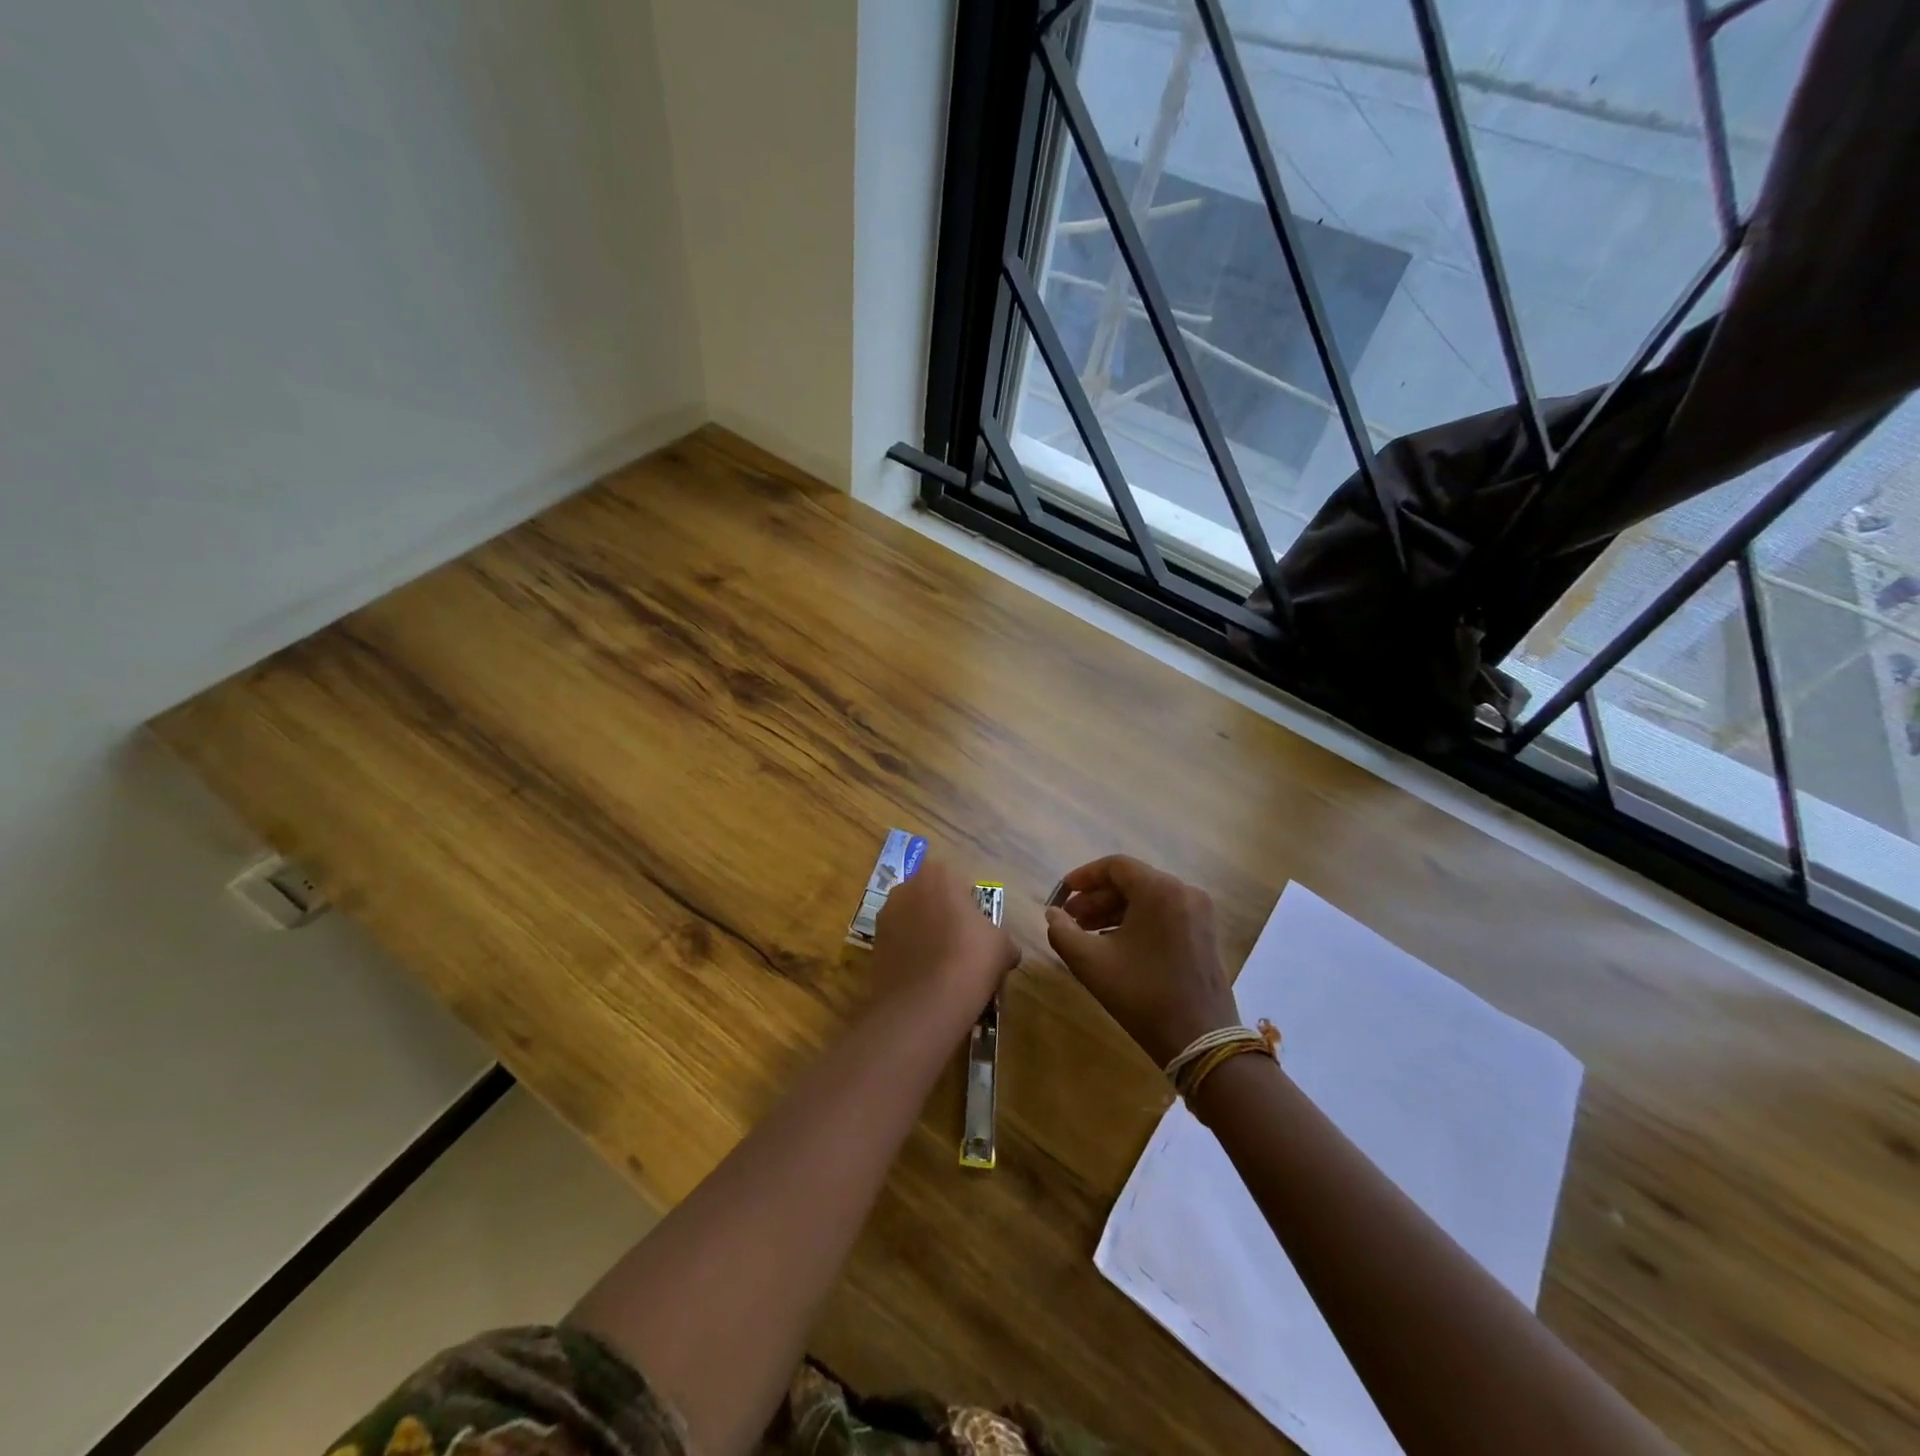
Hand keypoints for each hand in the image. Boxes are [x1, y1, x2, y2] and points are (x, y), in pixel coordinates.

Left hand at [870, 859, 1017, 1017]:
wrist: (923, 1005)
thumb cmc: (969, 961)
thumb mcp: (1002, 947)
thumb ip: (1003, 939)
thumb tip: (1007, 952)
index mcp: (939, 875)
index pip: (960, 883)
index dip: (971, 906)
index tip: (978, 931)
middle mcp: (906, 887)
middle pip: (932, 898)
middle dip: (944, 916)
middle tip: (962, 945)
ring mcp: (885, 915)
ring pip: (913, 919)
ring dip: (925, 934)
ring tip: (942, 965)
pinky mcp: (873, 943)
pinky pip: (900, 942)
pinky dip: (910, 953)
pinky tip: (924, 977)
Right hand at [1045, 855, 1238, 1067]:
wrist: (1200, 1040)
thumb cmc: (1142, 995)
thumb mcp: (1091, 962)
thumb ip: (1062, 931)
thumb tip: (1053, 913)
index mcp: (1159, 890)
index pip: (1115, 866)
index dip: (1083, 877)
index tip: (1061, 894)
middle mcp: (1183, 892)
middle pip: (1132, 881)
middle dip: (1096, 898)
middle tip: (1069, 919)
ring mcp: (1198, 913)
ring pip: (1147, 898)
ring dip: (1113, 910)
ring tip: (1086, 934)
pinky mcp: (1204, 933)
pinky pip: (1163, 914)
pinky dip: (1136, 921)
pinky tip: (1114, 944)